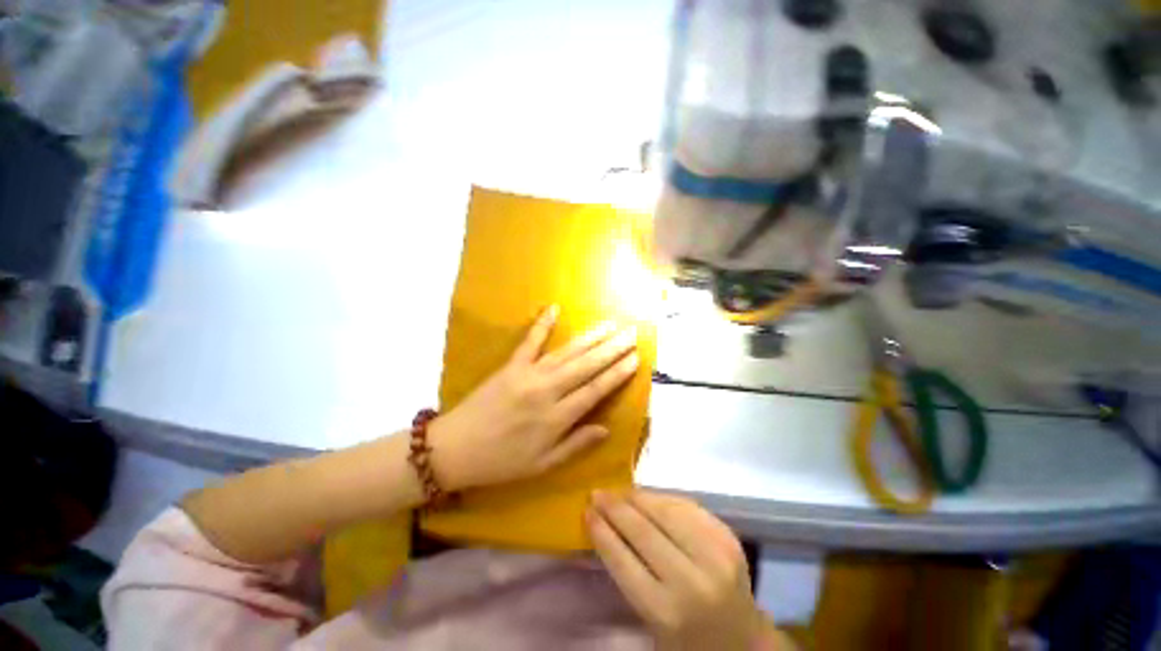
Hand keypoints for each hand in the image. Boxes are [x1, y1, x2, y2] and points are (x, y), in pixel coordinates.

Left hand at [430, 305, 639, 490]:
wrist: (454, 449)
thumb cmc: (501, 462)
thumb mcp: (542, 465)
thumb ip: (576, 444)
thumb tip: (606, 429)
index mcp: (556, 418)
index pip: (595, 390)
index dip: (617, 373)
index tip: (635, 359)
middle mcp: (547, 391)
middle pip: (586, 366)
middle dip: (611, 349)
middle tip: (631, 334)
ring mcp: (528, 374)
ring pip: (566, 352)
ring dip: (590, 337)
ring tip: (610, 325)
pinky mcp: (511, 365)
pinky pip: (529, 341)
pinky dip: (542, 323)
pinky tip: (555, 307)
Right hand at [588, 491, 770, 650]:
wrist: (743, 643)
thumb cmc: (687, 639)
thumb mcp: (651, 620)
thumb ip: (630, 575)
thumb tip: (607, 527)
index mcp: (667, 612)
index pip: (623, 560)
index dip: (602, 531)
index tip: (586, 511)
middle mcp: (692, 580)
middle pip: (643, 530)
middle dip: (615, 507)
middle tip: (596, 492)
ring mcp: (715, 555)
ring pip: (666, 511)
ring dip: (637, 497)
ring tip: (619, 491)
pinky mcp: (727, 538)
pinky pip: (687, 506)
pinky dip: (662, 498)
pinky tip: (647, 496)